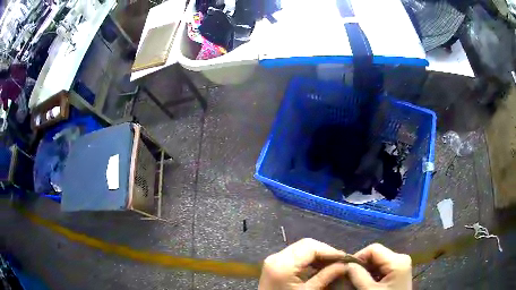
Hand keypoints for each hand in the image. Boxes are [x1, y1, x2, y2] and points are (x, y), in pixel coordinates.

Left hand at [258, 238, 349, 289]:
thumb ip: (326, 276)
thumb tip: (345, 264)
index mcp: (283, 264)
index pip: (311, 247)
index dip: (330, 250)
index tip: (345, 257)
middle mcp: (276, 257)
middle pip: (306, 244)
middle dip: (325, 250)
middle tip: (340, 260)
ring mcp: (273, 259)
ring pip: (301, 247)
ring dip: (318, 253)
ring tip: (332, 263)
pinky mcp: (274, 263)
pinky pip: (295, 253)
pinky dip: (308, 257)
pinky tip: (319, 265)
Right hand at [346, 243, 411, 289]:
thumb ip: (358, 276)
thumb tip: (347, 264)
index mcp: (397, 260)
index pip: (373, 249)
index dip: (358, 257)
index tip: (347, 270)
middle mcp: (401, 258)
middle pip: (376, 254)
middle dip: (362, 265)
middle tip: (350, 278)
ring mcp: (402, 264)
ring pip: (378, 261)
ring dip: (366, 270)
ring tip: (357, 282)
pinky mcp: (399, 271)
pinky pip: (383, 267)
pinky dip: (373, 274)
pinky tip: (368, 284)